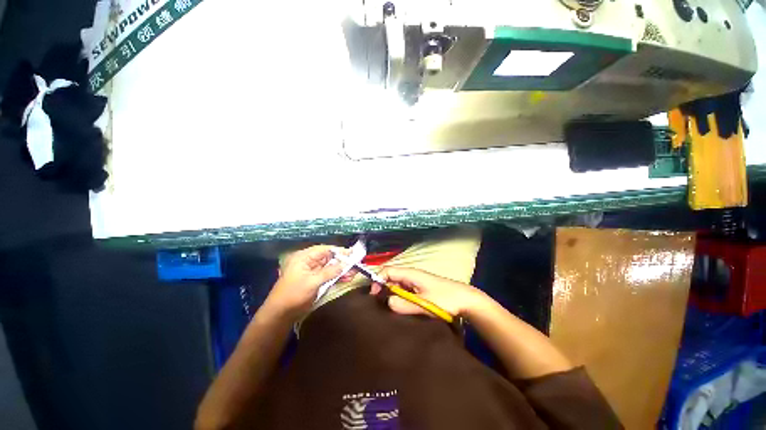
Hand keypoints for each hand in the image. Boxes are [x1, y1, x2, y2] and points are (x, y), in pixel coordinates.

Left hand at [264, 245, 351, 319]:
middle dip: (343, 261)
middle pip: (329, 258)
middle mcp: (309, 262)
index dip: (339, 251)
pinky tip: (347, 278)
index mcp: (304, 257)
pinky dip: (337, 276)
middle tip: (356, 263)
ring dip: (342, 270)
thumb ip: (330, 271)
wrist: (280, 314)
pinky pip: (328, 275)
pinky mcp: (315, 280)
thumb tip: (346, 264)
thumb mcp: (313, 282)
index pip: (325, 249)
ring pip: (330, 267)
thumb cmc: (294, 294)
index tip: (352, 253)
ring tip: (354, 272)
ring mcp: (312, 271)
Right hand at [371, 267, 484, 317]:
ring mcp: (415, 282)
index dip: (378, 280)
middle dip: (382, 288)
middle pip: (390, 277)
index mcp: (411, 273)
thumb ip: (404, 304)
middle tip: (379, 304)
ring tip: (387, 308)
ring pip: (397, 285)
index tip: (374, 296)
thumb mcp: (424, 303)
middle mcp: (411, 275)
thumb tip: (387, 302)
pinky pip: (404, 290)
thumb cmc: (445, 299)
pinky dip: (399, 297)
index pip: (388, 271)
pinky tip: (399, 308)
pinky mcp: (420, 289)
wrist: (466, 300)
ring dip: (391, 294)